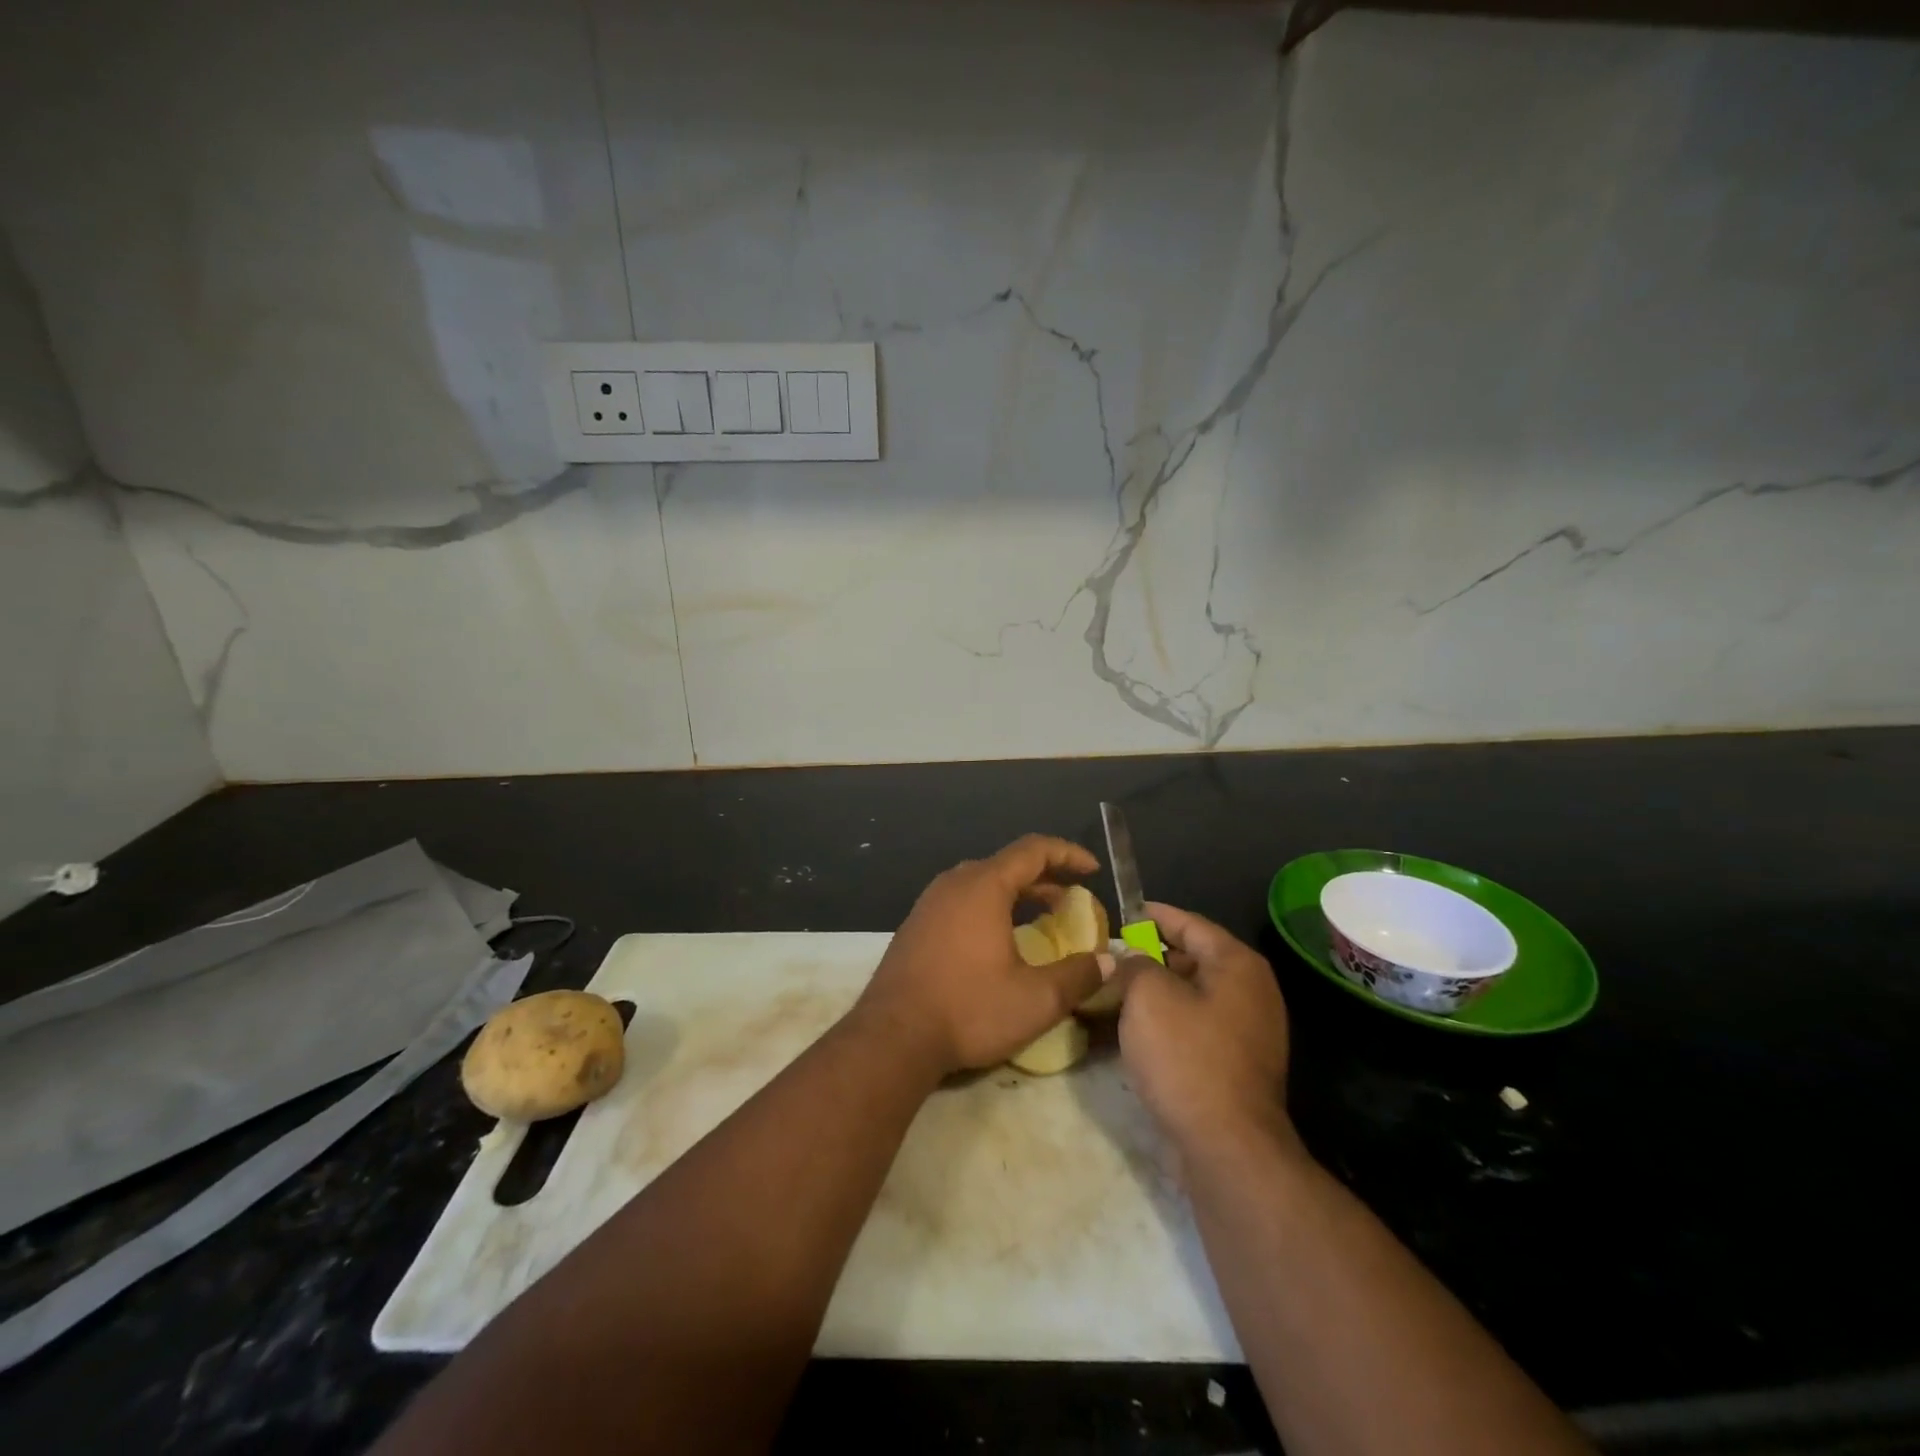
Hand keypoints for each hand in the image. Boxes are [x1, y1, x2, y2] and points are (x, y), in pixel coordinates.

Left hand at [857, 835, 1106, 1074]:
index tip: (1093, 870)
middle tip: (1072, 901)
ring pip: (982, 883)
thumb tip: (1107, 962)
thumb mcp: (1036, 1000)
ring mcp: (930, 903)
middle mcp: (954, 884)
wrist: (892, 1037)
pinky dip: (990, 908)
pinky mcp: (916, 926)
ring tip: (1042, 918)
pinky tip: (999, 940)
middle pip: (1006, 864)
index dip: (1068, 854)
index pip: (1033, 850)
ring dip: (1017, 894)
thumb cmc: (968, 1009)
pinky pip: (961, 901)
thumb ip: (1077, 976)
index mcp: (983, 886)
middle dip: (1045, 878)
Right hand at [1116, 902, 1291, 1149]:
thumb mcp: (1147, 995)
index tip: (1121, 912)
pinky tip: (1135, 1030)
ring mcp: (1248, 1031)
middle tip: (1111, 955)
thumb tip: (1130, 959)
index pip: (1190, 923)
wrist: (1227, 1147)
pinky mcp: (1237, 1065)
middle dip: (1150, 955)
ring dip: (1156, 991)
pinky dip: (1168, 1021)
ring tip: (1115, 991)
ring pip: (1193, 995)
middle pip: (1194, 958)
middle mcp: (1251, 991)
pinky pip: (1197, 1027)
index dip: (1152, 915)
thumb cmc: (1187, 1056)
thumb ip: (1134, 963)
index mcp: (1237, 964)